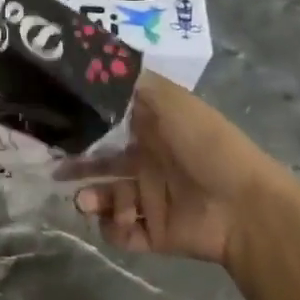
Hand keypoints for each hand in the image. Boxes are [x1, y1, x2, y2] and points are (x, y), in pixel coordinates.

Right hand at [70, 73, 299, 265]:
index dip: (83, 125)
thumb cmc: (205, 145)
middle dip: (78, 166)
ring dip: (92, 199)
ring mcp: (152, 199)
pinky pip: (123, 234)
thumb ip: (132, 83)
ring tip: (87, 202)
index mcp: (153, 130)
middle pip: (101, 163)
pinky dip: (114, 229)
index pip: (109, 126)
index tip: (56, 124)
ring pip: (108, 198)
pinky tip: (120, 221)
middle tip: (57, 170)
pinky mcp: (156, 232)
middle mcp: (149, 162)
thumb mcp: (170, 100)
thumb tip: (94, 65)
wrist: (243, 206)